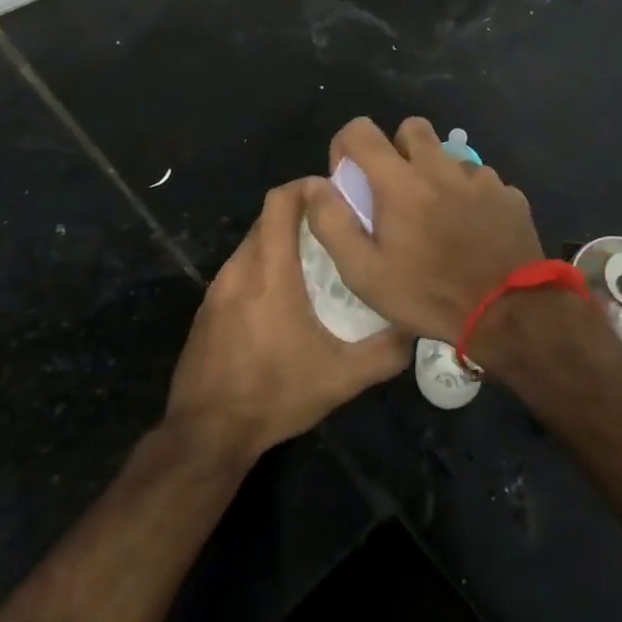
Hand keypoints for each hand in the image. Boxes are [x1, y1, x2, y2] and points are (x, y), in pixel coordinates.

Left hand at [164, 179, 408, 462]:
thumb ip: (385, 352)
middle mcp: (240, 268)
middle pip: (268, 218)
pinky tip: (284, 297)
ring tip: (316, 260)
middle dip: (301, 214)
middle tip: (336, 228)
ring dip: (281, 240)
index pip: (280, 201)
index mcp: (270, 271)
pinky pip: (240, 268)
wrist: (206, 434)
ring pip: (253, 243)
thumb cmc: (275, 395)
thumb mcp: (341, 379)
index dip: (307, 187)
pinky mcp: (208, 307)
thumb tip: (415, 326)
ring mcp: (218, 287)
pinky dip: (263, 265)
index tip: (337, 195)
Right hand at [305, 117, 545, 346]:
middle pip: (412, 128)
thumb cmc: (429, 295)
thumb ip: (333, 224)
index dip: (346, 146)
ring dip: (436, 175)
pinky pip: (480, 181)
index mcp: (400, 181)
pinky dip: (469, 196)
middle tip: (396, 190)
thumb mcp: (365, 273)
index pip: (361, 131)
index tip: (349, 176)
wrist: (509, 314)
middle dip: (397, 148)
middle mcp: (439, 167)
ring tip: (437, 218)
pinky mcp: (508, 194)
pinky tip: (471, 231)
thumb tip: (315, 185)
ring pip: (448, 156)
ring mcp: (479, 178)